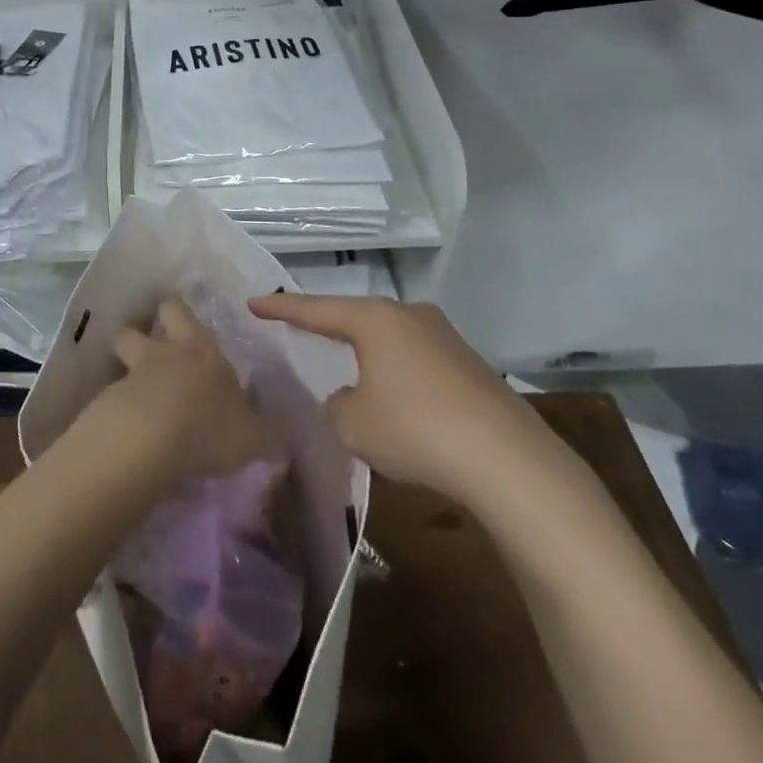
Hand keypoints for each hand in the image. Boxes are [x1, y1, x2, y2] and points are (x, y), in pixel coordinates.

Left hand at [93, 299, 282, 483]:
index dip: (176, 312)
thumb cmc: (209, 426)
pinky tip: (127, 436)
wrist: (149, 440)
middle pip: (133, 331)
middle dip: (136, 337)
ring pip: (118, 366)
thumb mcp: (252, 437)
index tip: (176, 316)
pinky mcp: (104, 408)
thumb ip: (265, 434)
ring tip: (135, 402)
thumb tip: (279, 436)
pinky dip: (116, 414)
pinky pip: (109, 404)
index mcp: (198, 350)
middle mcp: (159, 356)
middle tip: (145, 353)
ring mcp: (128, 380)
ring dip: (125, 378)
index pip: (179, 312)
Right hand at [248, 293, 584, 507]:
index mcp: (375, 320)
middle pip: (357, 317)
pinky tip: (396, 399)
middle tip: (300, 328)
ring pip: (390, 338)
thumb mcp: (353, 424)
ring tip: (347, 366)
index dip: (281, 308)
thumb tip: (353, 396)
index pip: (316, 310)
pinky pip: (417, 359)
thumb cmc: (415, 431)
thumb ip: (339, 404)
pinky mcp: (470, 364)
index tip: (253, 302)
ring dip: (367, 353)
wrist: (508, 460)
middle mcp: (410, 316)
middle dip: (329, 325)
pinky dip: (397, 372)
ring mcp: (446, 337)